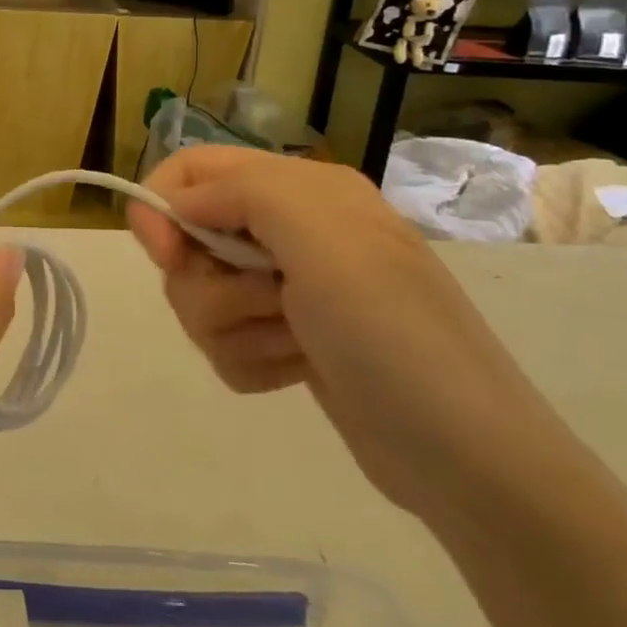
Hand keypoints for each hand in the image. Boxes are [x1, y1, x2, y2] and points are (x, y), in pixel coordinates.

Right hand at [127, 146, 576, 527]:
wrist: (465, 456)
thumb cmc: (391, 332)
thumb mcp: (322, 237)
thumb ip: (239, 192)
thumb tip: (175, 203)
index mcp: (298, 189)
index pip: (192, 169)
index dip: (161, 204)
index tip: (166, 255)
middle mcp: (289, 231)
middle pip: (188, 240)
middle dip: (210, 283)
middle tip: (265, 304)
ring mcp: (287, 289)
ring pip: (201, 296)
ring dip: (236, 329)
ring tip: (294, 344)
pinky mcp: (285, 341)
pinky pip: (223, 341)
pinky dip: (250, 361)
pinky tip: (298, 371)